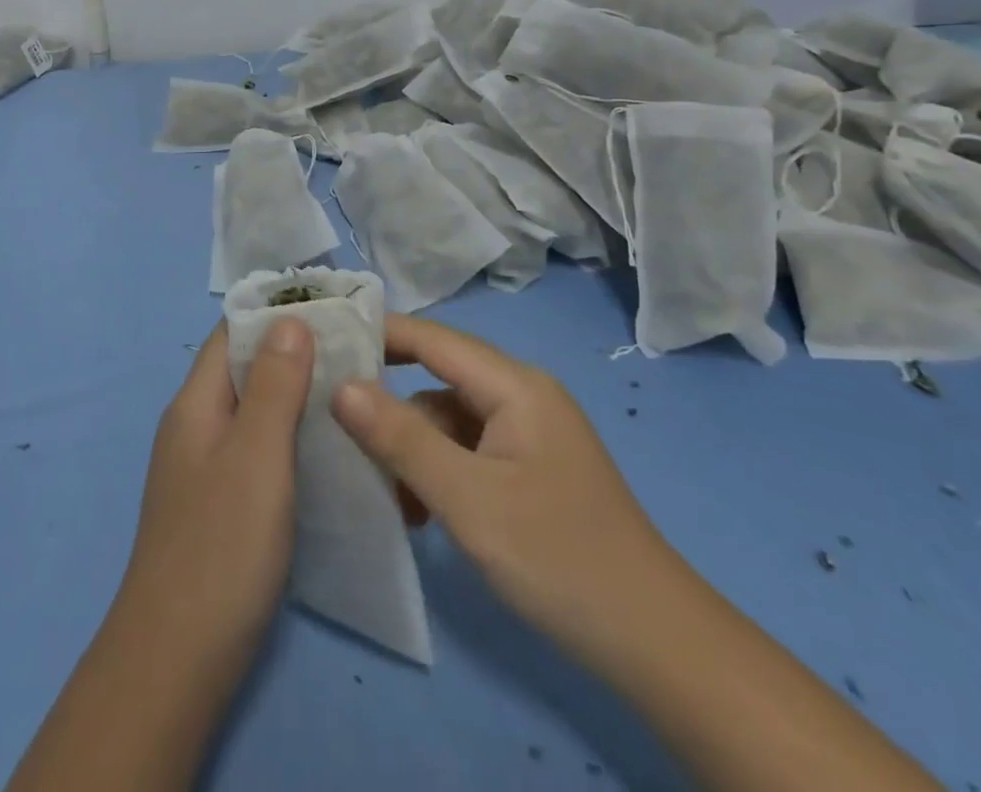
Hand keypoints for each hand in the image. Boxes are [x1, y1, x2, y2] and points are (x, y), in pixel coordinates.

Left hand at [6, 320, 314, 791]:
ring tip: (350, 397)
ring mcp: (203, 468)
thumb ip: (273, 385)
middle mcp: (194, 426)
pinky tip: (326, 455)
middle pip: (242, 370)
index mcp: (195, 403)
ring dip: (294, 399)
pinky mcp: (217, 506)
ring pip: (252, 412)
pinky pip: (255, 451)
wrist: (176, 662)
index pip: (231, 333)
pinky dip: (288, 440)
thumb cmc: (221, 548)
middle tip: (354, 356)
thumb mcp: (256, 457)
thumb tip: (289, 318)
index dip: (276, 315)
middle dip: (293, 355)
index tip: (331, 312)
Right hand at [331, 313, 667, 659]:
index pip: (431, 338)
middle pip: (437, 378)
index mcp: (514, 385)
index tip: (323, 345)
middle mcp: (522, 395)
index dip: (377, 335)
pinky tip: (420, 511)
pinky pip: (467, 449)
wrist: (656, 645)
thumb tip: (341, 385)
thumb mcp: (468, 499)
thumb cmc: (558, 557)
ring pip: (448, 418)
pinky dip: (437, 470)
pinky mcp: (529, 468)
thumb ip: (401, 438)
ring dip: (412, 447)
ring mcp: (528, 433)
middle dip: (389, 403)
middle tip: (337, 426)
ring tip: (386, 493)